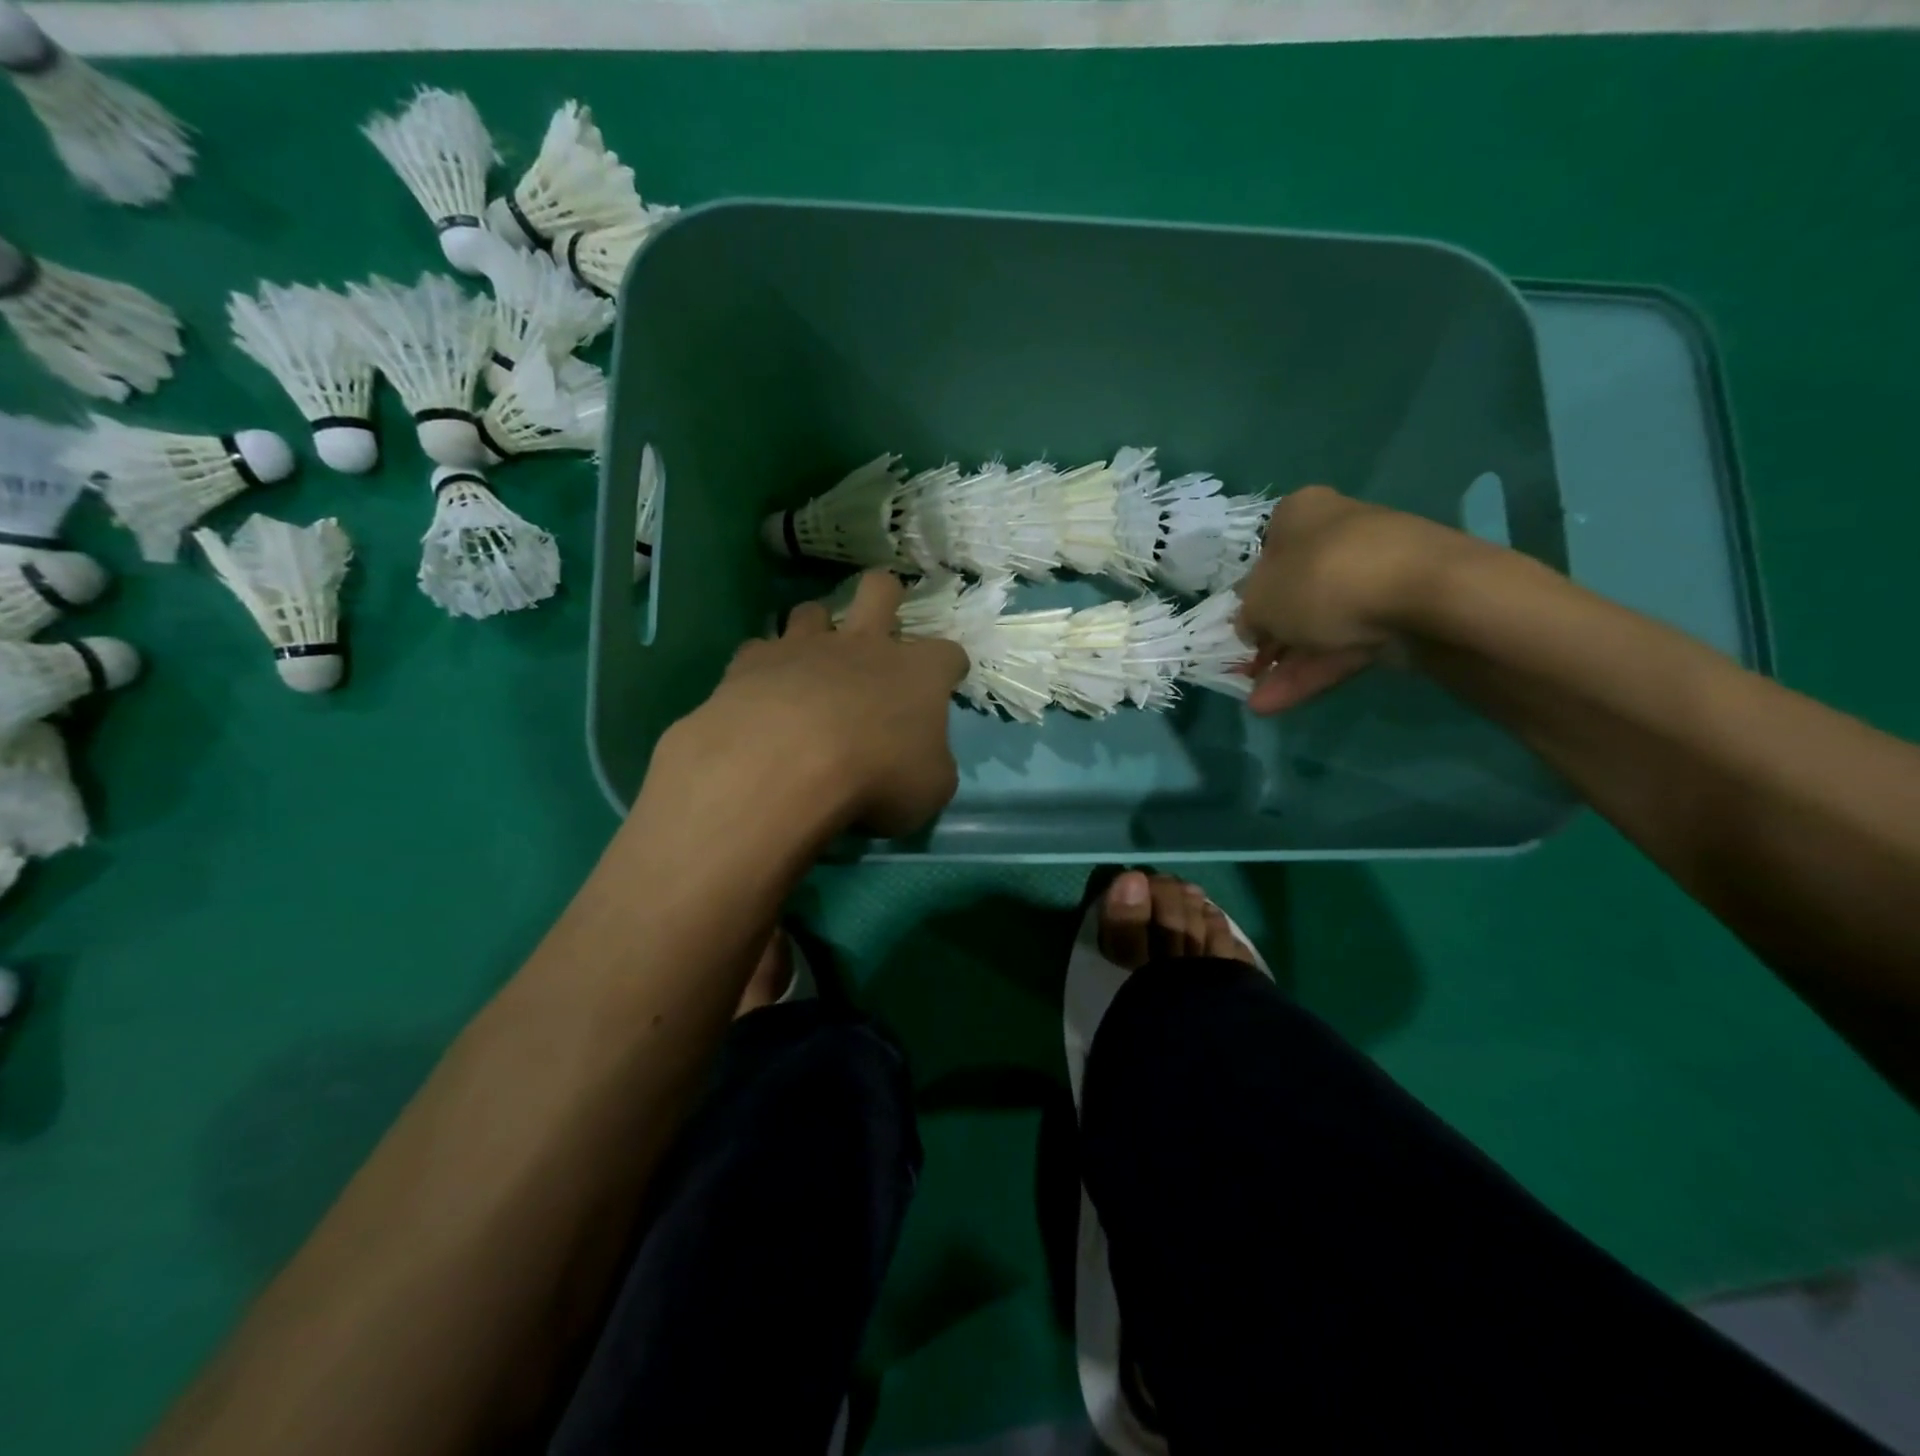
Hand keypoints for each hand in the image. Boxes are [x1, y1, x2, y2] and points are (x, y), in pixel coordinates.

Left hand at [657, 571, 968, 839]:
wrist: (787, 763)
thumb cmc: (877, 777)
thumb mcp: (930, 789)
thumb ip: (931, 765)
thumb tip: (924, 760)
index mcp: (919, 673)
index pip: (948, 654)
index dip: (950, 666)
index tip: (947, 681)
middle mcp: (865, 646)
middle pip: (881, 590)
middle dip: (885, 595)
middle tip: (880, 622)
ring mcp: (806, 646)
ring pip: (812, 610)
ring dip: (815, 628)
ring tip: (811, 658)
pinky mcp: (755, 660)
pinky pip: (760, 649)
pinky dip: (765, 666)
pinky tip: (762, 690)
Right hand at [1235, 486, 1462, 713]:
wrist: (1424, 593)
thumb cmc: (1321, 579)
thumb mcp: (1260, 600)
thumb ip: (1248, 615)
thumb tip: (1252, 625)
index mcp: (1300, 515)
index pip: (1266, 552)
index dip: (1250, 595)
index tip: (1241, 629)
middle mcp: (1337, 535)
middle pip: (1294, 594)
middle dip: (1270, 641)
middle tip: (1247, 673)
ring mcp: (1373, 574)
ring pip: (1320, 625)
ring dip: (1288, 665)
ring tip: (1259, 704)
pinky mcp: (1400, 611)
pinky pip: (1347, 643)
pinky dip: (1315, 671)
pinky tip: (1283, 703)